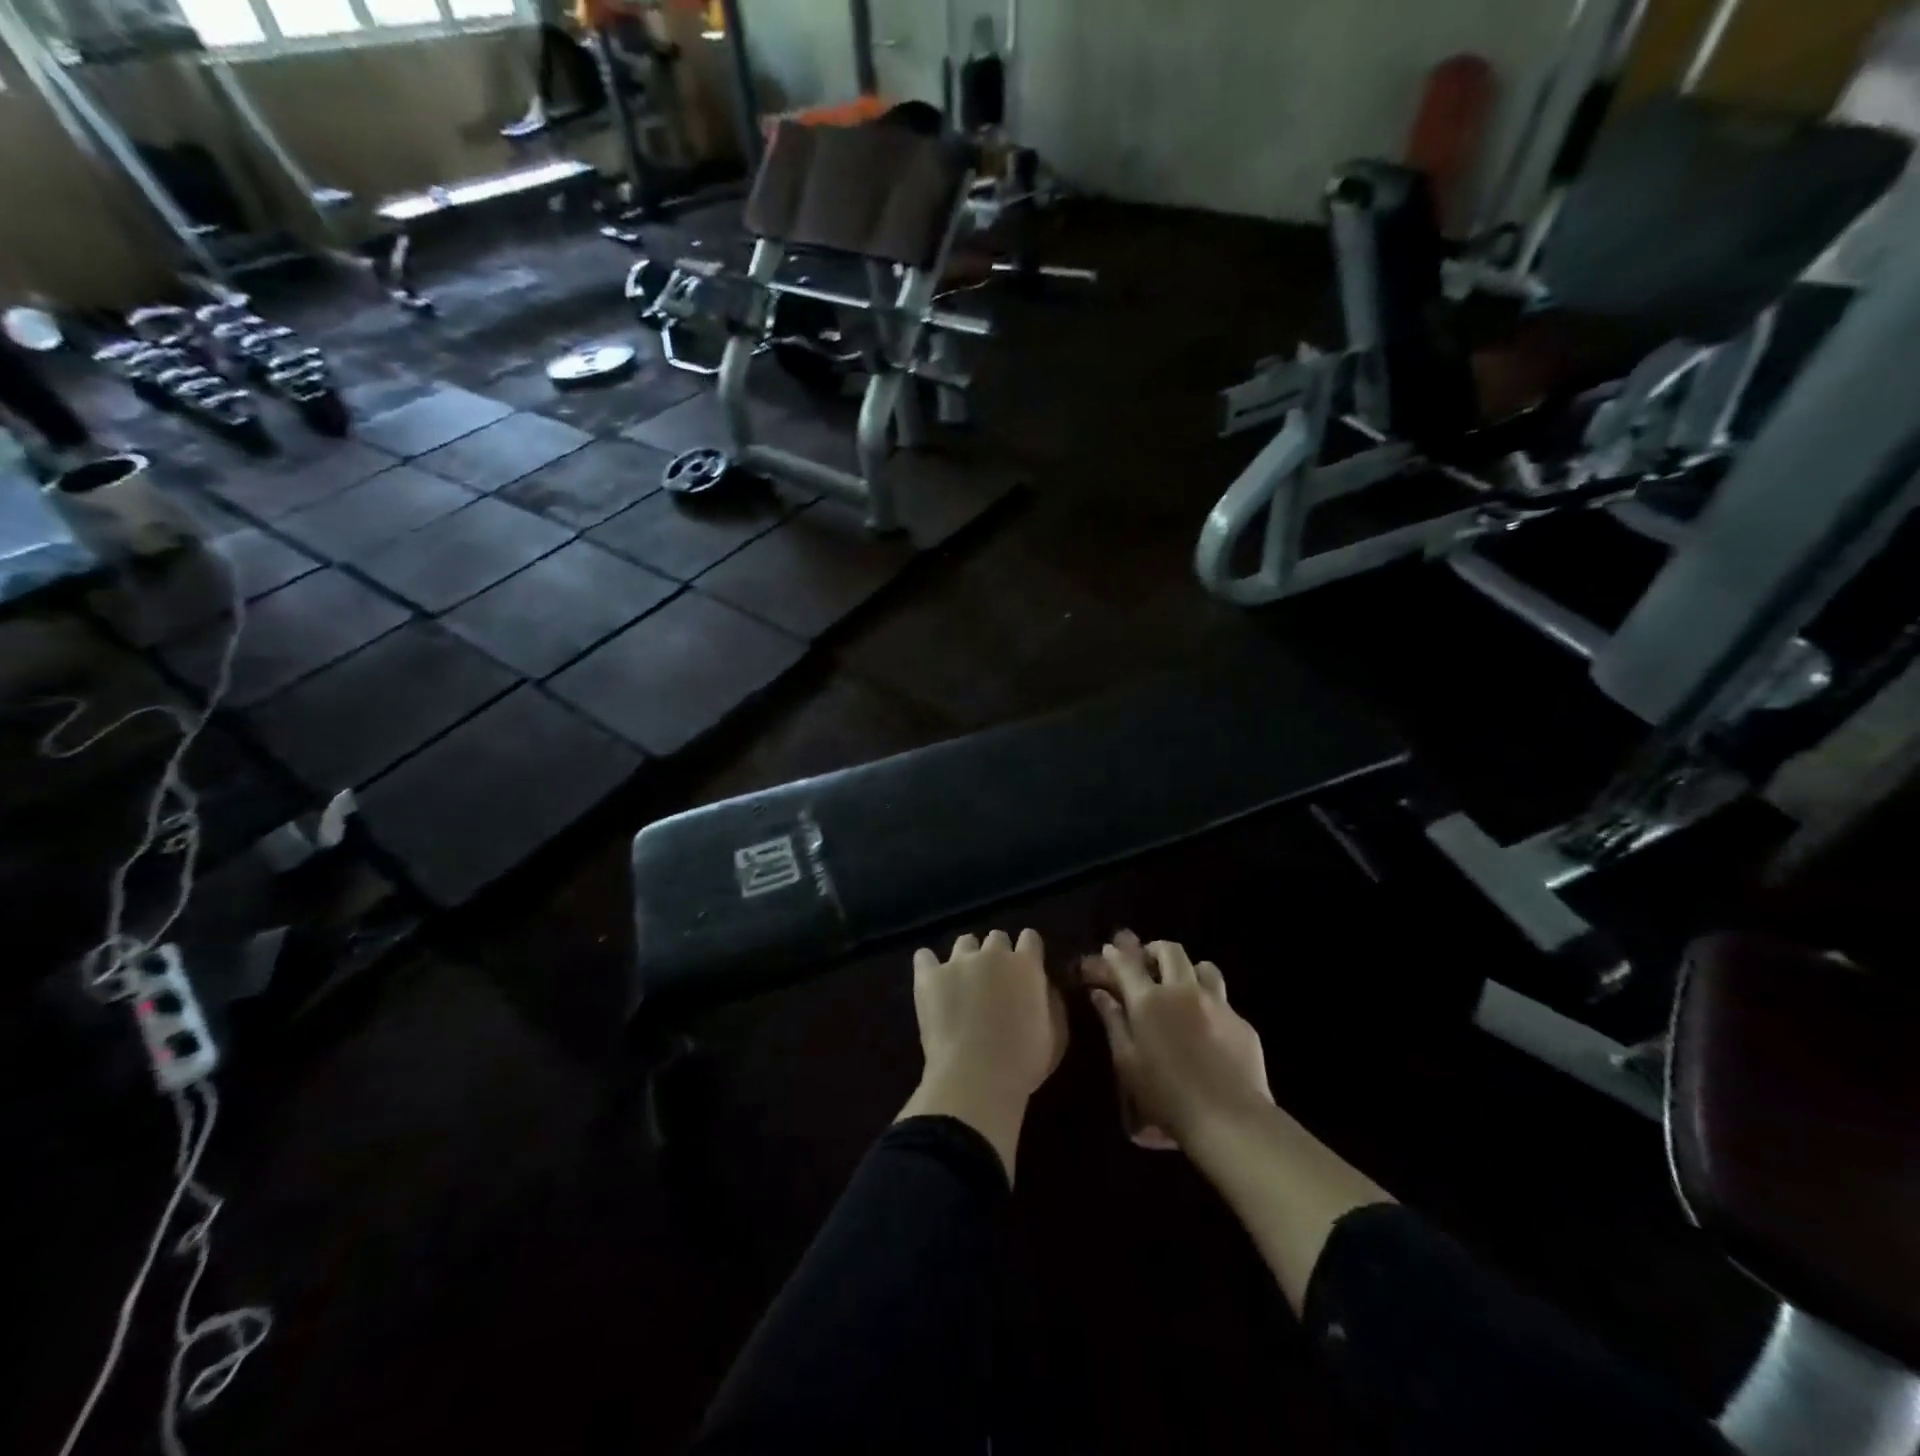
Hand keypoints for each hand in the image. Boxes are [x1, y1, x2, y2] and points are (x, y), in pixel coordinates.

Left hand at [900, 930, 1067, 1179]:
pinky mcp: (929, 976)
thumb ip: (1051, 1002)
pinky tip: (931, 979)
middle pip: (996, 938)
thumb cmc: (1023, 1062)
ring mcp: (958, 962)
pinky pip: (924, 957)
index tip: (1026, 966)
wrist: (975, 1078)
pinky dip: (929, 965)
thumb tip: (1043, 986)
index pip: (1030, 938)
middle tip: (995, 980)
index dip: (1028, 951)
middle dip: (997, 954)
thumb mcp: (1055, 1035)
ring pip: (964, 942)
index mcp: (1026, 965)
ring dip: (968, 956)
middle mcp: (993, 954)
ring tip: (963, 980)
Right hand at [1081, 931, 1271, 1149]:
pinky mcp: (1242, 1022)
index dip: (1115, 955)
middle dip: (1155, 950)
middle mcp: (1183, 991)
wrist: (1228, 1118)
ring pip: (1204, 967)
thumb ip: (1113, 1022)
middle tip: (1148, 964)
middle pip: (1169, 951)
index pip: (1127, 964)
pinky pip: (1223, 1000)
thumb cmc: (1165, 1095)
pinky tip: (1208, 1027)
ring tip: (1182, 987)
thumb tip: (1100, 994)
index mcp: (1149, 1000)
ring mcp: (1217, 1003)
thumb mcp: (1127, 1062)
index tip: (1109, 951)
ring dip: (1189, 970)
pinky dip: (1210, 1003)